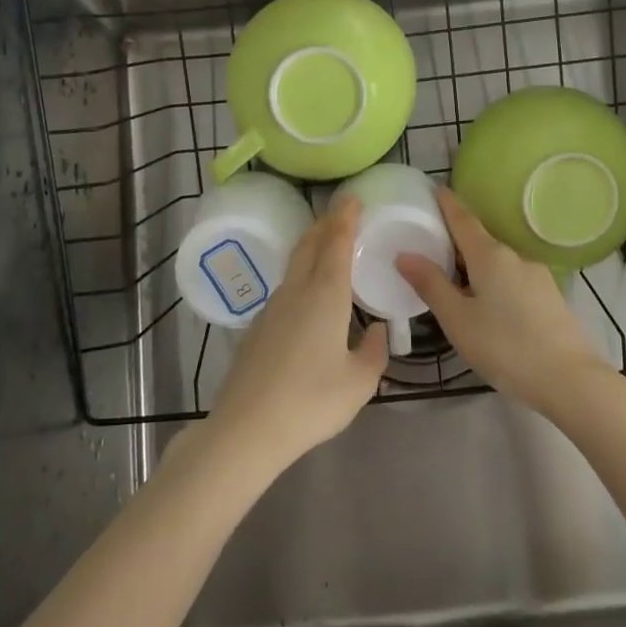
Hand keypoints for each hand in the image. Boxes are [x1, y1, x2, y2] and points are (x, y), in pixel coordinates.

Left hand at [207, 197, 387, 471]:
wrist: (248, 427)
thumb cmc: (311, 401)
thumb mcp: (359, 383)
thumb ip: (374, 353)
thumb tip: (377, 332)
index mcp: (325, 295)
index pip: (335, 243)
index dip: (345, 218)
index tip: (352, 199)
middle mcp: (296, 291)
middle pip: (309, 245)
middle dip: (325, 224)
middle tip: (341, 212)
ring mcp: (272, 308)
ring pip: (294, 265)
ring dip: (311, 247)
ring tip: (327, 245)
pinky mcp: (258, 328)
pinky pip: (285, 288)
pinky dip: (301, 275)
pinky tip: (308, 294)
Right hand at [396, 187, 606, 413]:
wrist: (570, 380)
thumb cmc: (505, 347)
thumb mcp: (458, 319)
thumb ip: (431, 285)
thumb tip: (405, 255)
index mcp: (490, 255)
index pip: (463, 219)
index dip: (448, 204)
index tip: (435, 189)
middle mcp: (515, 257)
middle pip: (480, 240)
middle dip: (456, 239)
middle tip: (431, 245)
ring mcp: (536, 276)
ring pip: (497, 262)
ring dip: (475, 264)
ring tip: (454, 281)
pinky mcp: (549, 297)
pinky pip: (512, 278)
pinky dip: (493, 280)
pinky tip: (486, 305)